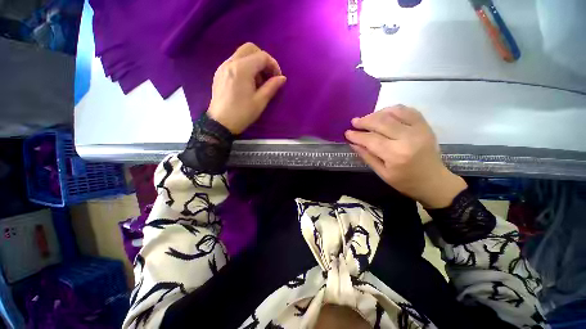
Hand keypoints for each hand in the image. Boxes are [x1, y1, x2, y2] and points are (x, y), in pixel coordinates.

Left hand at [207, 42, 286, 133]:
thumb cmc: (242, 113)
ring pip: (241, 54)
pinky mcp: (219, 72)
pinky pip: (234, 61)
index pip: (262, 56)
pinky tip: (247, 82)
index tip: (278, 78)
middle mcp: (231, 62)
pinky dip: (244, 66)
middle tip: (268, 75)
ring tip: (258, 81)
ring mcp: (223, 66)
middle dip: (263, 59)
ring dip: (253, 62)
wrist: (220, 123)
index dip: (273, 65)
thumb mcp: (260, 102)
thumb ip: (272, 87)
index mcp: (242, 69)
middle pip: (250, 48)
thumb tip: (282, 78)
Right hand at [345, 105, 466, 208]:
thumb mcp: (382, 173)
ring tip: (367, 119)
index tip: (347, 132)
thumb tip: (352, 143)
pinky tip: (384, 114)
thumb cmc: (405, 182)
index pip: (371, 139)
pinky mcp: (425, 125)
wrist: (434, 181)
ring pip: (393, 113)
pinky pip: (408, 110)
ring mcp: (419, 129)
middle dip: (364, 121)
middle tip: (354, 122)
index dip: (357, 135)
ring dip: (377, 113)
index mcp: (396, 155)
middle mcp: (408, 139)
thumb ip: (366, 156)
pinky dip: (393, 109)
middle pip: (381, 122)